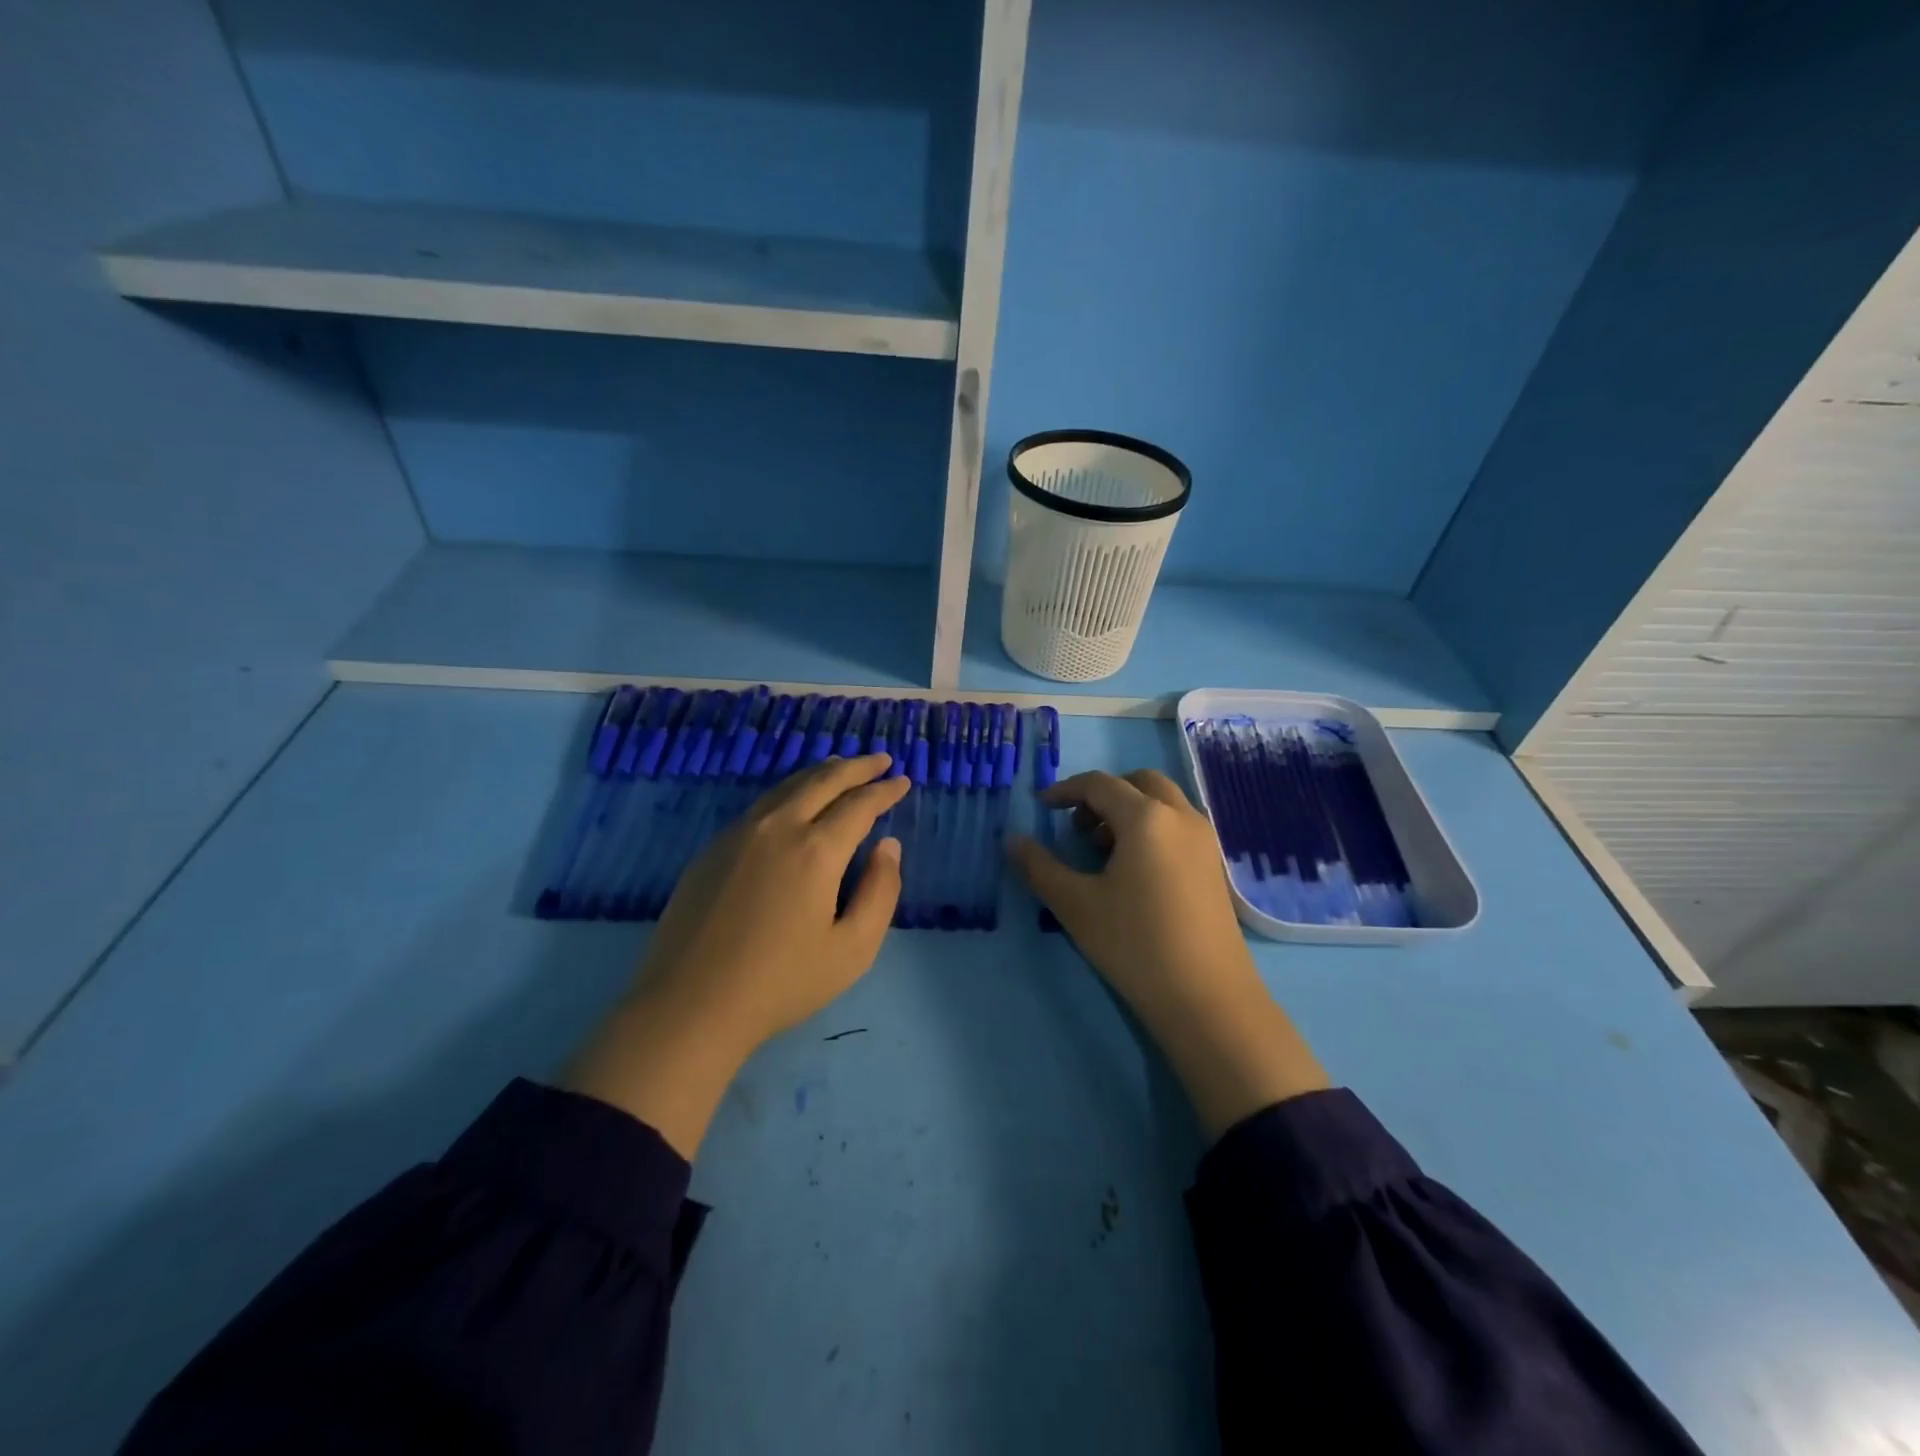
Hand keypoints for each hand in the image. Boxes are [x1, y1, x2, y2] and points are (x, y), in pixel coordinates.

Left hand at [566, 754, 907, 1155]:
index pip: (859, 804)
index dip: (885, 790)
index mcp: (816, 850)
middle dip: (856, 766)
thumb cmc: (781, 983)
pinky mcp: (713, 848)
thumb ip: (880, 892)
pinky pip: (761, 804)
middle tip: (880, 759)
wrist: (690, 1005)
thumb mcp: (853, 949)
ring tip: (840, 766)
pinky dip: (789, 791)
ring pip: (787, 786)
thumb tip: (887, 846)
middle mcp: (777, 828)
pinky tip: (793, 801)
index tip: (903, 781)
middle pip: (822, 781)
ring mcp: (739, 834)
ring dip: (820, 773)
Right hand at [1009, 769, 1328, 1137]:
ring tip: (1102, 852)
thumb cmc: (1135, 944)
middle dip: (1103, 794)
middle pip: (1138, 782)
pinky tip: (1134, 871)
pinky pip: (1178, 825)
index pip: (1100, 784)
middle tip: (1079, 827)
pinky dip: (1152, 828)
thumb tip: (1011, 840)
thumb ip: (1039, 867)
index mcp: (1146, 818)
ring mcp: (1204, 840)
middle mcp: (1181, 817)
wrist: (1207, 998)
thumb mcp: (1076, 905)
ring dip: (1129, 811)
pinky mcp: (1215, 865)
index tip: (1041, 808)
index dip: (1065, 790)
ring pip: (1163, 803)